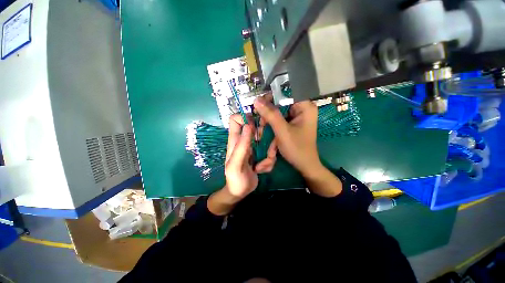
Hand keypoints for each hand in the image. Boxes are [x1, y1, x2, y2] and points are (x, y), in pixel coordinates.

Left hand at [207, 114, 276, 214]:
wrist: (241, 192)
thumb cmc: (235, 179)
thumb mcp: (236, 164)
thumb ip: (241, 146)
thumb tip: (248, 125)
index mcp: (235, 140)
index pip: (235, 119)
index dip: (245, 118)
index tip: (254, 126)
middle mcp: (245, 140)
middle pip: (256, 126)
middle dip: (264, 136)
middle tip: (266, 149)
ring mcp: (255, 147)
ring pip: (267, 140)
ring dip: (269, 154)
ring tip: (261, 166)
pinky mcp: (262, 154)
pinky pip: (270, 151)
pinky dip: (270, 161)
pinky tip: (262, 170)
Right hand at [254, 97, 320, 176]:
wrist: (305, 165)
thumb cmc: (297, 149)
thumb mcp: (282, 131)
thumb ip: (270, 115)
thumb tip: (257, 100)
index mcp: (305, 107)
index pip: (286, 93)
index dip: (271, 97)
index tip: (258, 104)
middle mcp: (303, 109)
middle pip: (281, 103)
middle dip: (269, 112)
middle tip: (259, 119)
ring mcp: (298, 116)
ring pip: (279, 111)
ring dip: (269, 119)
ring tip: (261, 127)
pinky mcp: (293, 123)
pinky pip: (280, 118)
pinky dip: (272, 124)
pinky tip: (266, 130)